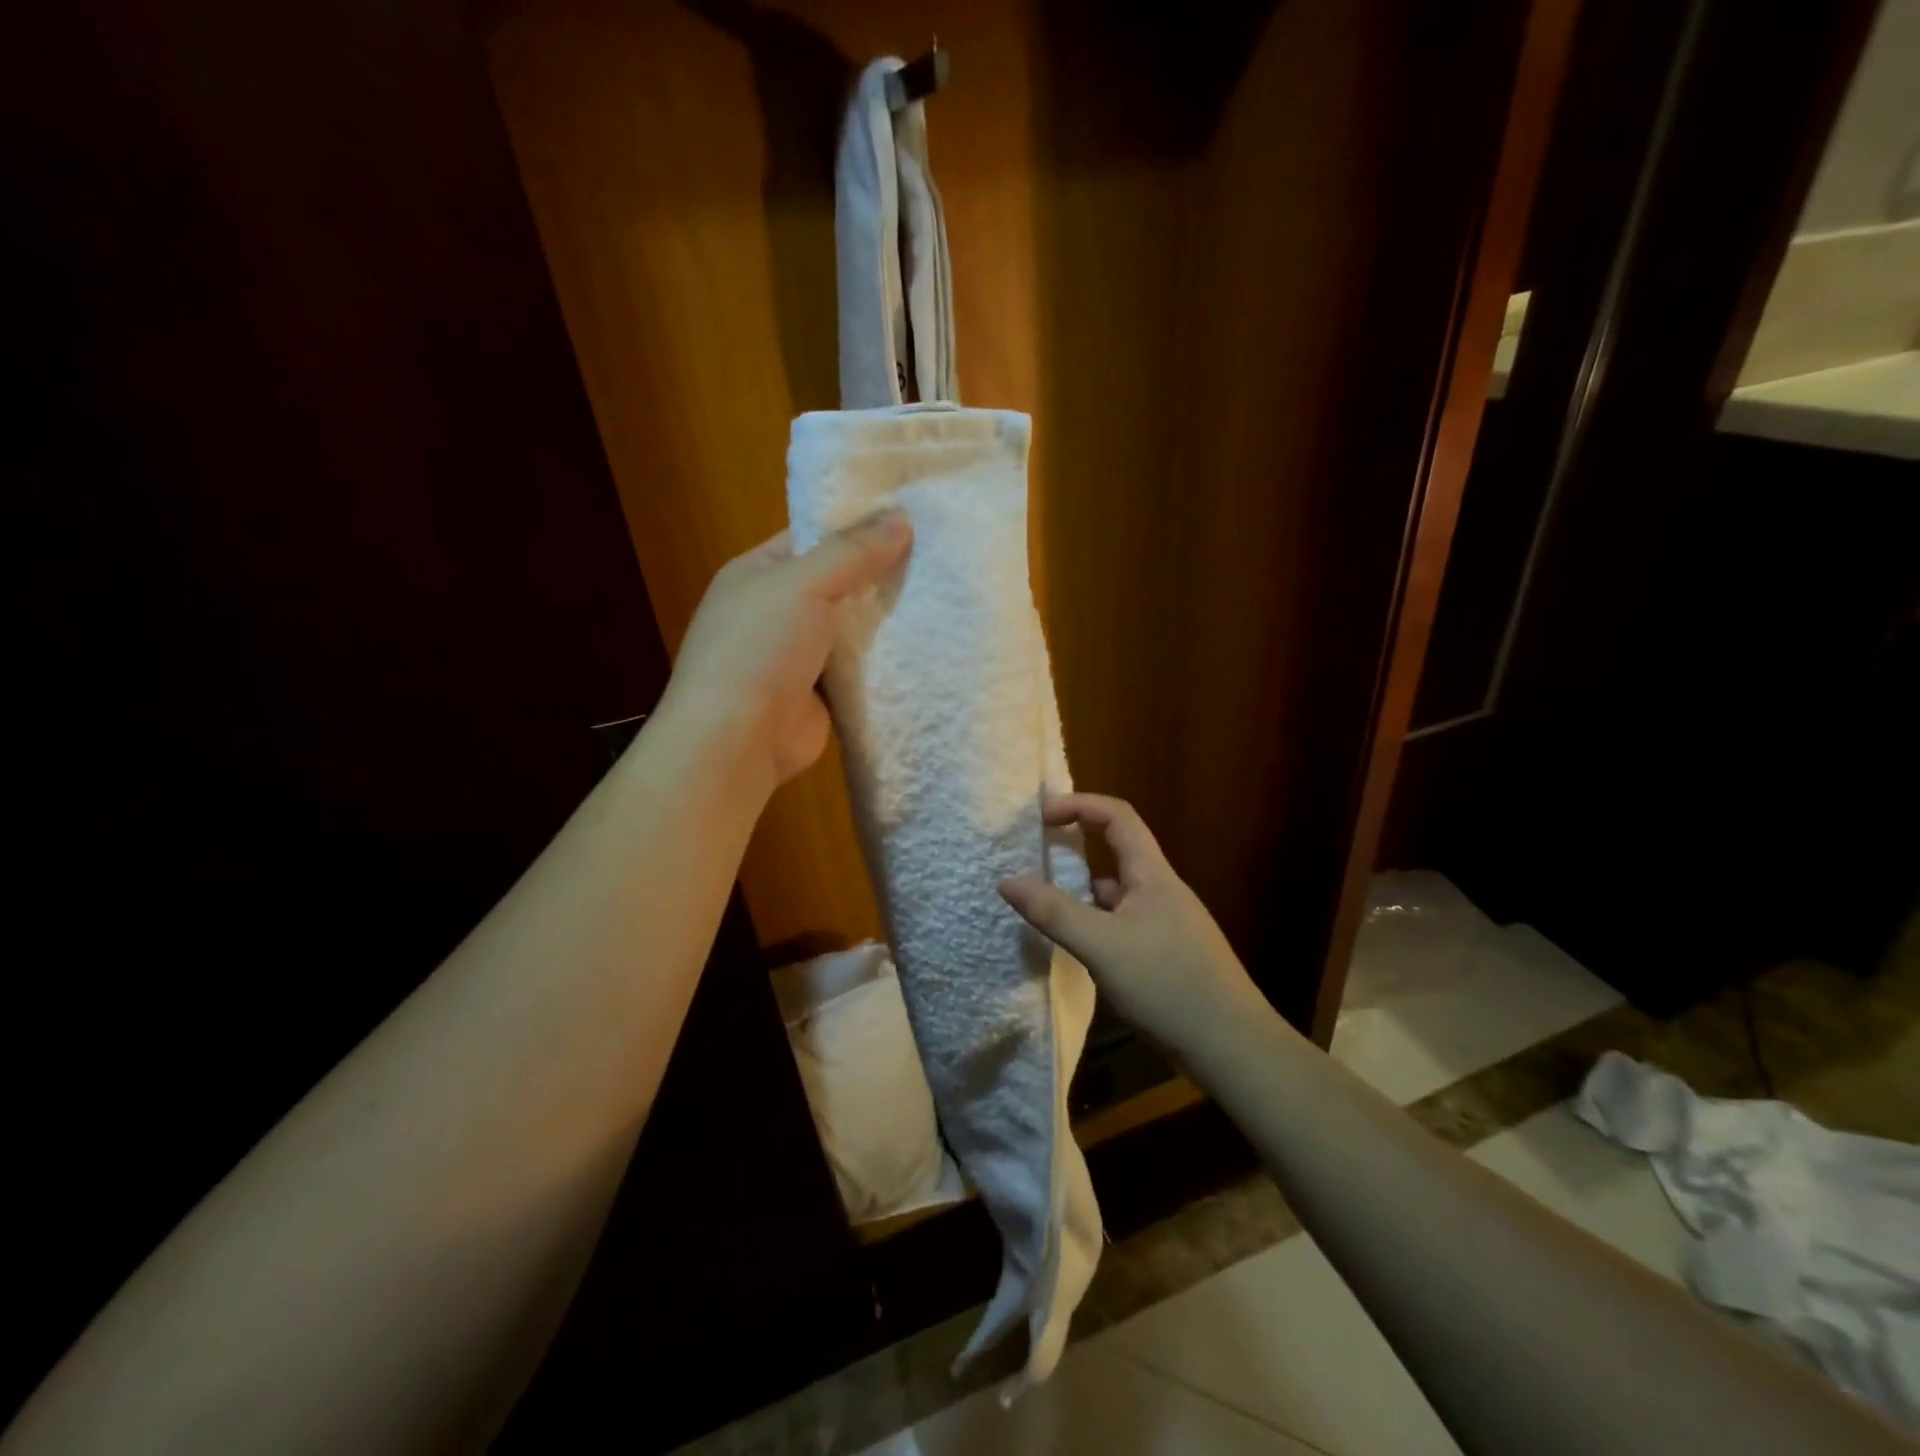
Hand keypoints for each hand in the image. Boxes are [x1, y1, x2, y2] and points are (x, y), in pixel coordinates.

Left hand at [658, 511, 911, 791]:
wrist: (739, 739)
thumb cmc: (760, 648)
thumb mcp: (803, 584)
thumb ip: (852, 552)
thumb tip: (901, 518)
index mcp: (757, 573)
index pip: (811, 536)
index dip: (856, 525)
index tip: (909, 517)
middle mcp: (775, 610)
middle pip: (836, 581)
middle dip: (879, 572)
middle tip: (937, 555)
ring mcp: (797, 654)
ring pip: (851, 627)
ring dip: (886, 618)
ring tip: (943, 594)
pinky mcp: (820, 692)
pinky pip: (859, 667)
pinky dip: (884, 659)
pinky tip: (926, 644)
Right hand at [999, 793, 1263, 1056]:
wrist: (1231, 1047)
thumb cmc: (1168, 984)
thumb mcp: (1102, 946)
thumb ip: (1054, 912)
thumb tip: (1006, 881)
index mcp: (1152, 874)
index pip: (1118, 816)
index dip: (1080, 804)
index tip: (1042, 816)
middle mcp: (1161, 890)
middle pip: (1117, 850)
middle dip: (1076, 844)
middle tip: (1036, 853)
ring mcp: (1166, 923)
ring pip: (1118, 891)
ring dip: (1083, 888)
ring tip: (1044, 901)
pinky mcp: (1166, 953)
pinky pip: (1123, 922)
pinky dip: (1096, 921)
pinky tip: (1077, 944)